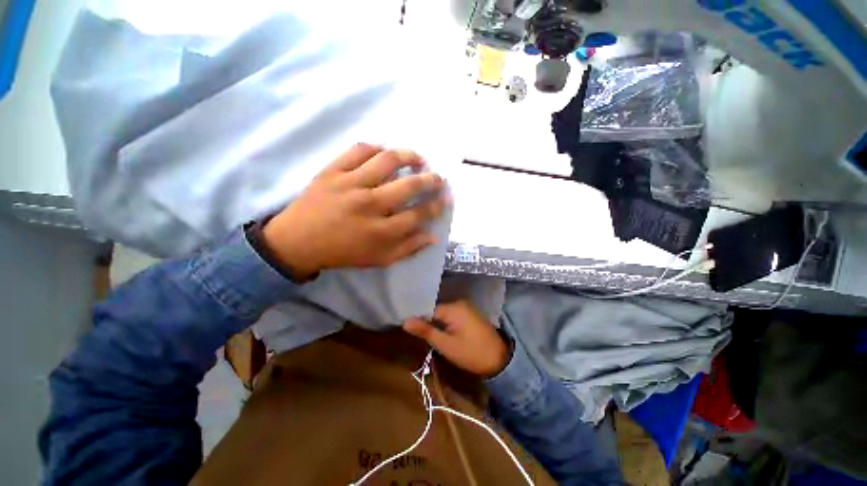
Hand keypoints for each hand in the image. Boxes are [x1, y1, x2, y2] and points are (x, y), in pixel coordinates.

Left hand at [263, 144, 447, 280]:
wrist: (297, 242)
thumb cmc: (343, 253)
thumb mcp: (379, 259)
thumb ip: (408, 248)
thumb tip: (433, 236)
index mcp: (381, 231)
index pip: (419, 214)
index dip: (437, 205)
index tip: (446, 198)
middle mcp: (369, 204)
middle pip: (409, 185)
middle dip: (431, 179)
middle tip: (438, 177)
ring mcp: (350, 184)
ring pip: (387, 160)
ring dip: (408, 156)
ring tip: (418, 158)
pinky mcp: (332, 171)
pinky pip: (358, 150)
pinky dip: (376, 148)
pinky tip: (384, 153)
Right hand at [403, 300, 510, 377]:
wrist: (500, 360)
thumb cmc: (471, 353)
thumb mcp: (446, 345)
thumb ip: (426, 331)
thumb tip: (405, 321)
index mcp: (453, 307)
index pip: (428, 309)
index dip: (418, 318)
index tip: (407, 328)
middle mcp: (459, 303)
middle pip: (435, 310)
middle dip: (426, 321)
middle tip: (415, 335)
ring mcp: (465, 308)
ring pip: (442, 314)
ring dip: (435, 323)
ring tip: (424, 335)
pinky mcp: (468, 315)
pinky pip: (451, 316)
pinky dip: (444, 324)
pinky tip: (439, 333)